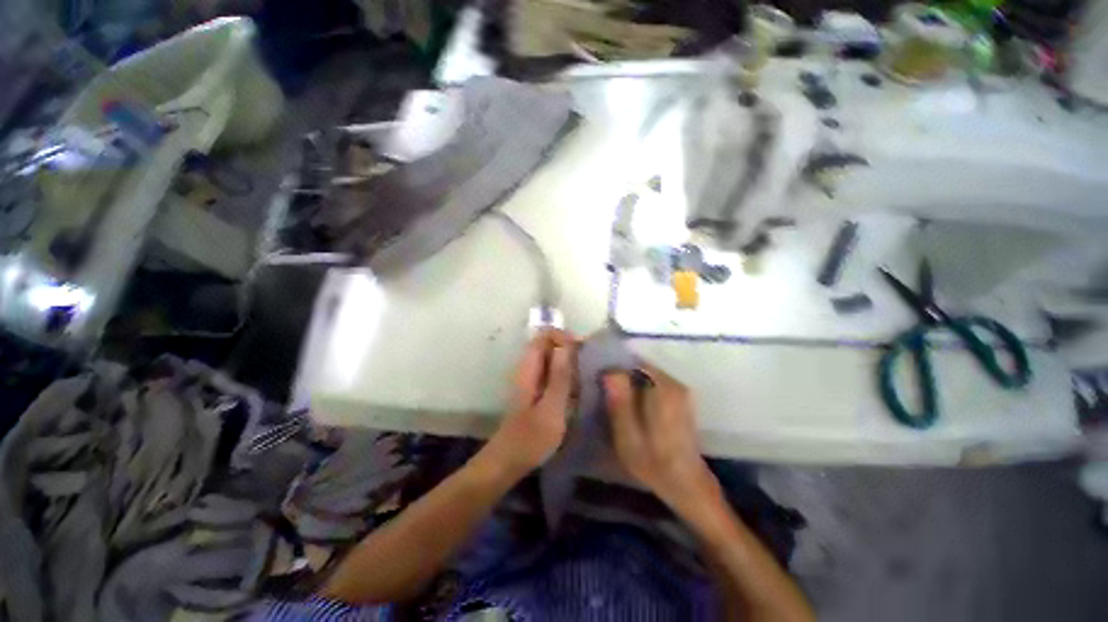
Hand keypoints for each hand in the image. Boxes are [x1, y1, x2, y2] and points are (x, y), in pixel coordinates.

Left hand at [484, 330, 575, 474]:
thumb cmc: (530, 438)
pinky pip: (551, 373)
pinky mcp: (534, 390)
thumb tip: (568, 344)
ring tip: (583, 380)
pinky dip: (564, 377)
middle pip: (548, 345)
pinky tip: (574, 393)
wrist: (508, 462)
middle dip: (569, 350)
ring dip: (568, 364)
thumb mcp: (551, 408)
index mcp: (528, 367)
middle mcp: (527, 368)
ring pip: (551, 359)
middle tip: (586, 368)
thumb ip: (560, 376)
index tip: (583, 351)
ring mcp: (530, 379)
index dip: (564, 337)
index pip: (544, 335)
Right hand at [603, 364, 718, 510]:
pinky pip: (651, 381)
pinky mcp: (679, 395)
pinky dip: (638, 389)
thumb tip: (608, 372)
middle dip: (619, 376)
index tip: (598, 384)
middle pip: (638, 366)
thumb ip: (619, 403)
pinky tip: (630, 406)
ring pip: (644, 373)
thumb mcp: (628, 438)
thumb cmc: (654, 464)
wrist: (687, 484)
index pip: (631, 363)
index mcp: (662, 389)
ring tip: (613, 401)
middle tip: (603, 395)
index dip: (612, 371)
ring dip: (628, 383)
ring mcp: (678, 388)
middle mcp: (673, 382)